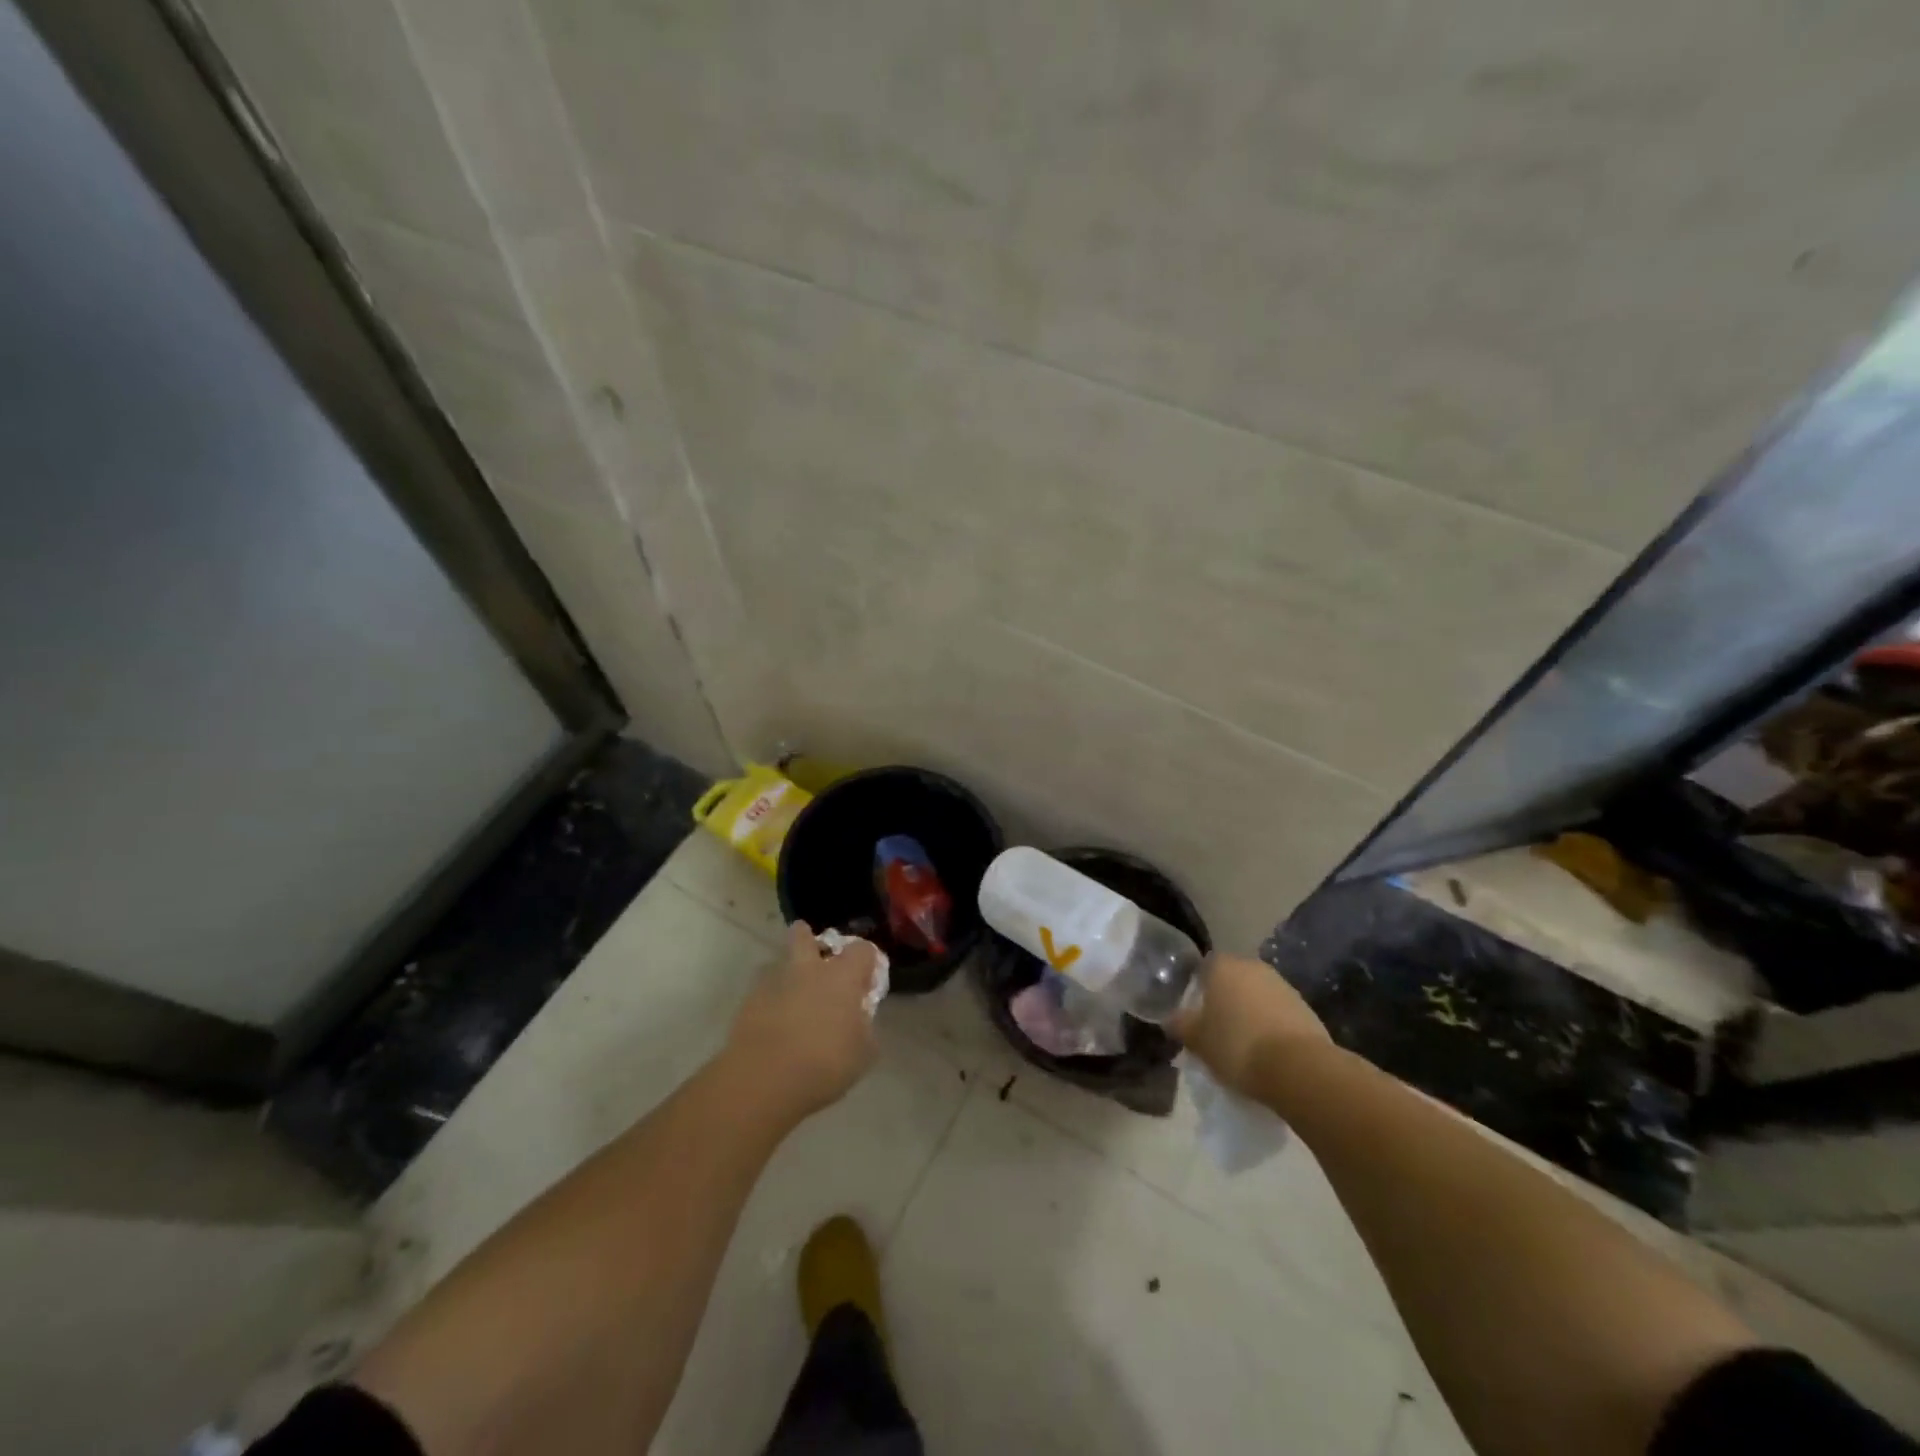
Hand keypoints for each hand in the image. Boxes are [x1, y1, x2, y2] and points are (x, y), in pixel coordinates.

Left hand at [724, 922, 880, 1119]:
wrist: (763, 1081)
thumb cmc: (824, 1064)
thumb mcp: (862, 1052)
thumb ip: (864, 1027)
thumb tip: (858, 1019)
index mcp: (842, 976)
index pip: (862, 950)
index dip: (867, 962)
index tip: (866, 983)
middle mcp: (808, 969)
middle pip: (805, 936)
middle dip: (809, 939)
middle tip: (817, 959)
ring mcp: (774, 982)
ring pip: (781, 964)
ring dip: (790, 976)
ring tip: (794, 1001)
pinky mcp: (748, 1002)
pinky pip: (764, 992)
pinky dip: (772, 1002)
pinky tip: (775, 1026)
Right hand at [1171, 953, 1329, 1098]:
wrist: (1298, 1068)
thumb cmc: (1236, 1045)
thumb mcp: (1198, 1040)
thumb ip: (1181, 1025)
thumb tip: (1170, 1019)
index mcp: (1223, 966)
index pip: (1205, 966)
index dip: (1199, 987)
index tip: (1196, 1011)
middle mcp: (1253, 967)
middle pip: (1233, 979)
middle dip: (1226, 999)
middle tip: (1218, 1028)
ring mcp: (1283, 986)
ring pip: (1258, 995)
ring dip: (1251, 1012)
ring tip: (1244, 1043)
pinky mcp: (1306, 1009)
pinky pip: (1279, 1013)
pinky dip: (1271, 1026)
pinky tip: (1268, 1051)